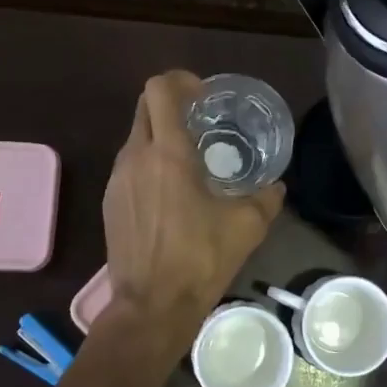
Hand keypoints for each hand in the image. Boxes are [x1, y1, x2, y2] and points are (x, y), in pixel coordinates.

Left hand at [102, 72, 283, 334]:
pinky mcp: (110, 202)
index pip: (159, 90)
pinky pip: (129, 166)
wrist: (151, 306)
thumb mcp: (247, 226)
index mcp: (167, 154)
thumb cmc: (200, 259)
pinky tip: (171, 193)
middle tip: (200, 120)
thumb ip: (266, 198)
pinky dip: (149, 163)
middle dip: (170, 103)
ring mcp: (117, 180)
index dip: (179, 80)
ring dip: (159, 135)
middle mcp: (135, 158)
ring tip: (189, 160)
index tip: (203, 96)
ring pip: (135, 137)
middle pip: (144, 106)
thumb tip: (276, 187)